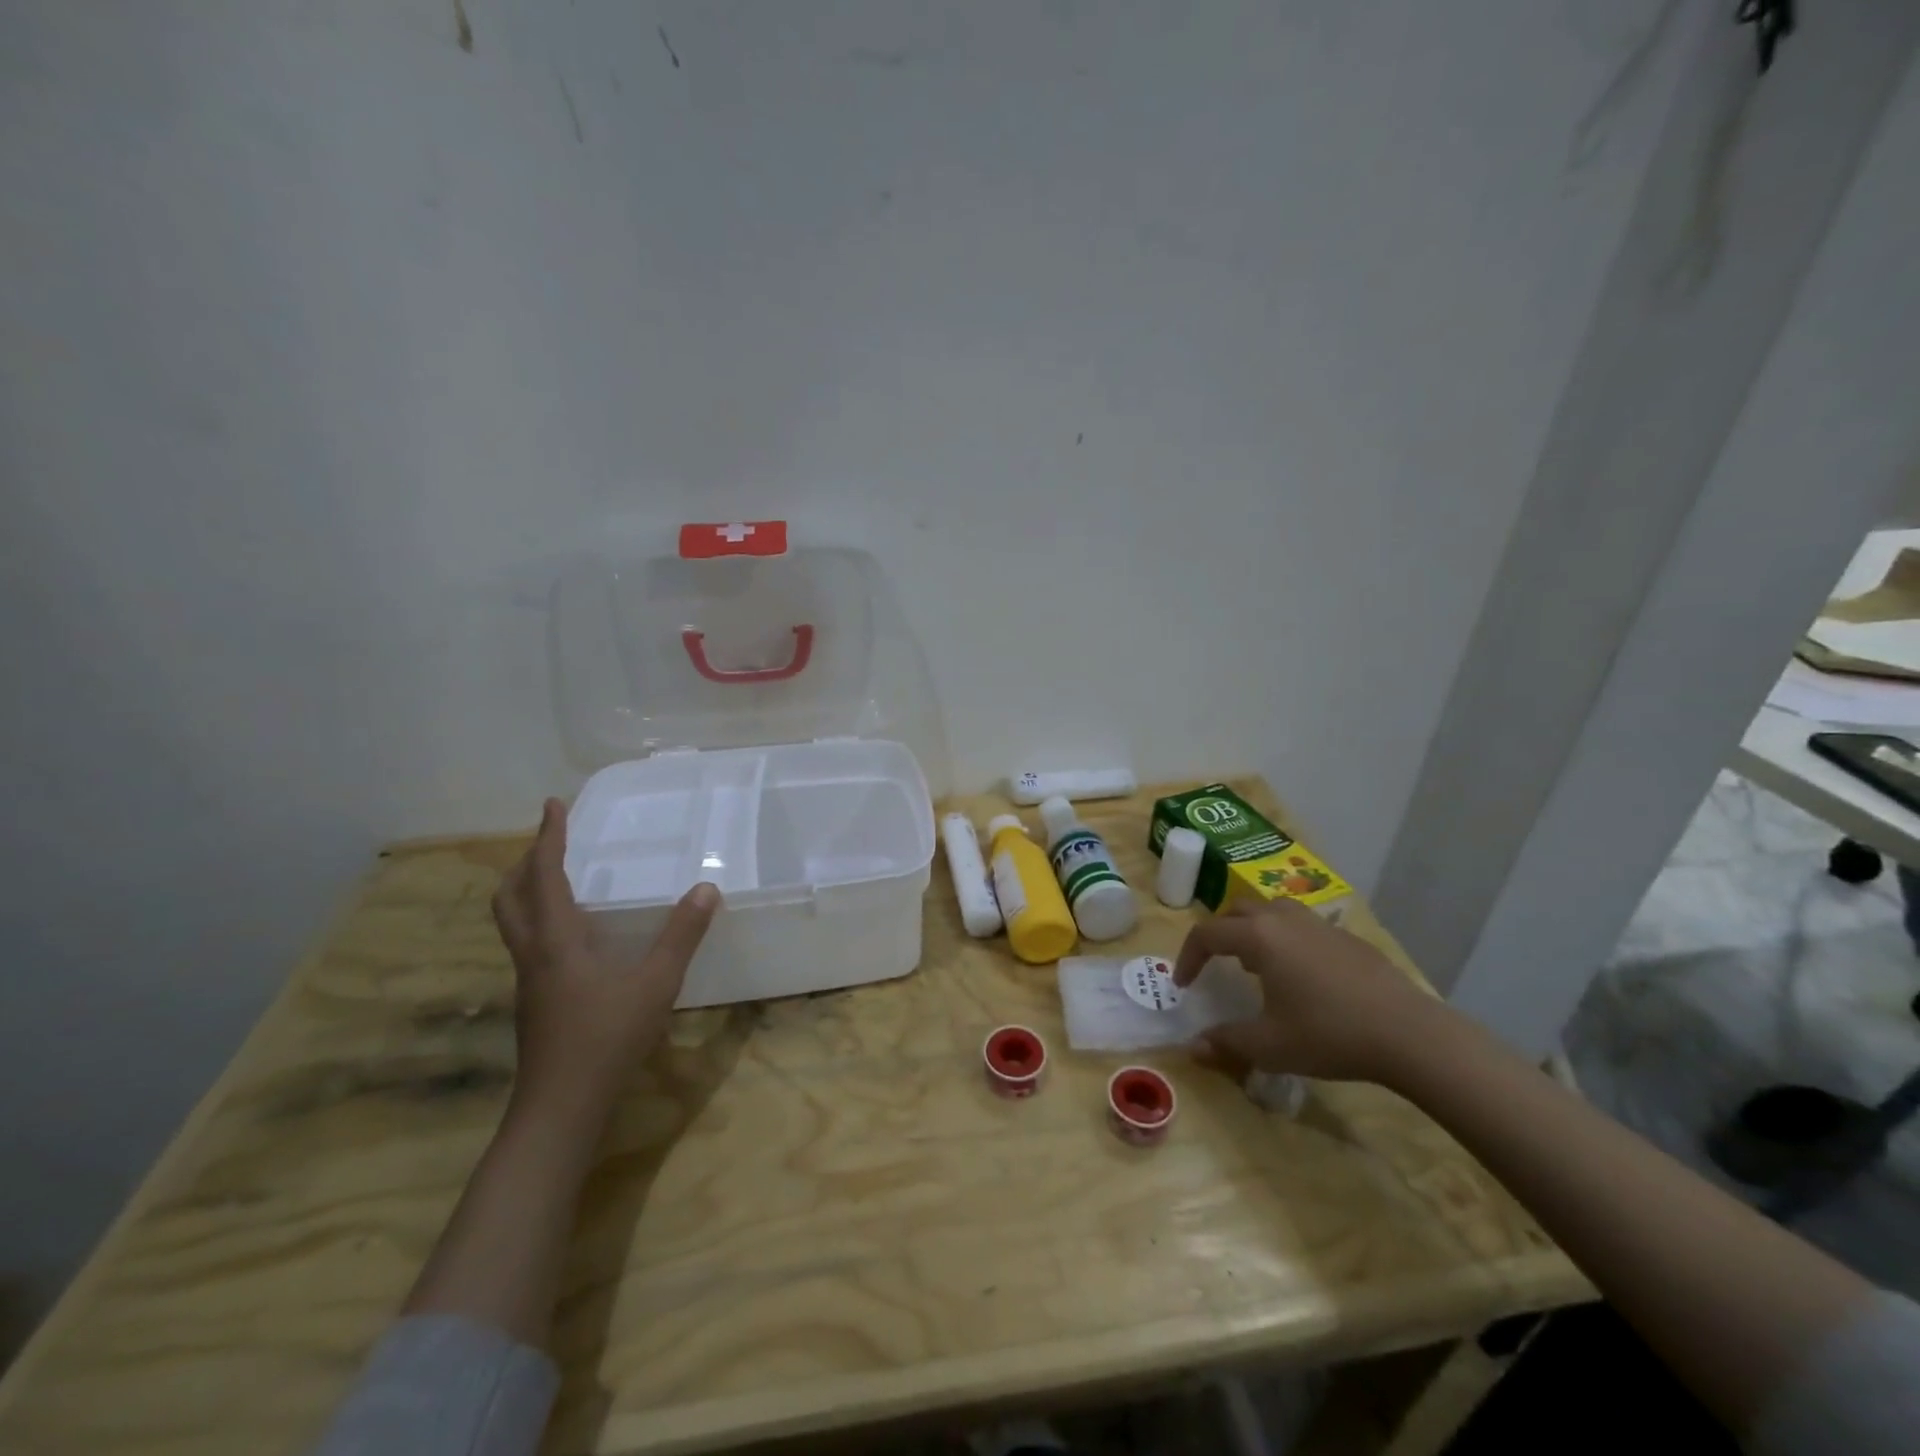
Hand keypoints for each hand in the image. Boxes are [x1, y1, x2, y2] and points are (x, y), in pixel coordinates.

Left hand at [491, 798, 720, 1118]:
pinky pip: (529, 944)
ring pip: (514, 923)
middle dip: (525, 863)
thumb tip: (705, 889)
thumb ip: (681, 935)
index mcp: (556, 940)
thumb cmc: (606, 1038)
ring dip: (528, 891)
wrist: (560, 1107)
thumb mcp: (656, 983)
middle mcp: (533, 954)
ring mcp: (529, 980)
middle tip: (550, 842)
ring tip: (559, 879)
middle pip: (510, 898)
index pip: (544, 876)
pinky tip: (577, 936)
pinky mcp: (535, 1001)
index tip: (552, 805)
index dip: (548, 837)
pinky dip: (542, 920)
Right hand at [1172, 898, 1448, 1085]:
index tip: (1184, 985)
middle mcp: (1283, 919)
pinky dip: (1284, 939)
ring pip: (1271, 911)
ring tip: (1254, 965)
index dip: (1188, 957)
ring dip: (1252, 930)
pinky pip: (1301, 925)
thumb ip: (1226, 1042)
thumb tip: (1193, 1048)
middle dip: (1218, 934)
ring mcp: (1318, 924)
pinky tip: (1299, 976)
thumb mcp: (1270, 1046)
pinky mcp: (1346, 937)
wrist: (1408, 1034)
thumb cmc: (1329, 1034)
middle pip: (1236, 911)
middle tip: (1214, 964)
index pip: (1207, 934)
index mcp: (1258, 937)